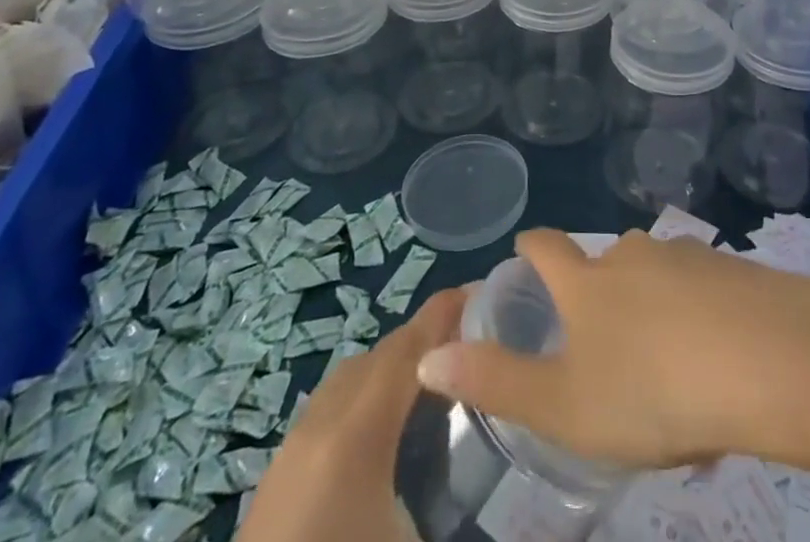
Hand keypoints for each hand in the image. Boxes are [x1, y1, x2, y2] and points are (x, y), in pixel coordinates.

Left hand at [237, 287, 463, 541]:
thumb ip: (471, 516)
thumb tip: (535, 528)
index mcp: (356, 435)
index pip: (408, 347)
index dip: (445, 313)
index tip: (484, 291)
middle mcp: (320, 425)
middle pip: (380, 355)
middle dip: (426, 338)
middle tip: (473, 345)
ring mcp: (290, 452)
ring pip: (350, 379)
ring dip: (393, 369)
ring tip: (436, 387)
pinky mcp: (273, 482)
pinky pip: (328, 410)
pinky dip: (365, 399)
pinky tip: (386, 437)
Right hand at [413, 228, 809, 469]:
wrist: (768, 360)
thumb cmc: (652, 389)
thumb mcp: (564, 403)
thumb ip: (497, 380)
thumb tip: (426, 356)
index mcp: (589, 283)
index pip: (547, 248)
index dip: (531, 247)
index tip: (525, 249)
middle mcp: (635, 255)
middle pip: (606, 260)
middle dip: (598, 289)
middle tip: (603, 343)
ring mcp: (689, 256)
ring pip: (658, 276)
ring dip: (653, 308)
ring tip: (664, 371)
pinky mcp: (735, 271)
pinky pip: (704, 291)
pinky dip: (699, 318)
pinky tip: (715, 367)